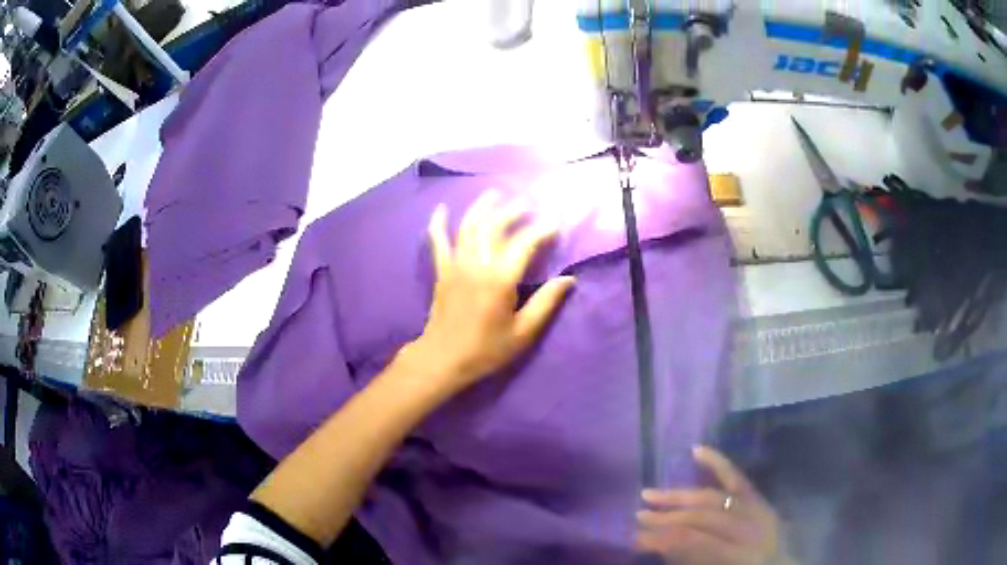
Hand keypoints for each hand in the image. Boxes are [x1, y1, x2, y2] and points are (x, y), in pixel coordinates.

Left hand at [405, 190, 574, 395]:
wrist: (444, 359)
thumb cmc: (487, 350)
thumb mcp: (523, 333)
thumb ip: (546, 303)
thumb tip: (568, 279)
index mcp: (500, 280)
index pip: (524, 244)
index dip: (541, 230)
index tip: (554, 225)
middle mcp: (477, 265)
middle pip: (495, 227)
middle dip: (513, 211)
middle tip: (528, 204)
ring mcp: (456, 265)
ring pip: (469, 227)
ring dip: (482, 207)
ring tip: (495, 193)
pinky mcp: (441, 271)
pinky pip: (438, 242)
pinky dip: (439, 224)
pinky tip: (441, 208)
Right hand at [636, 446, 784, 564]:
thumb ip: (691, 558)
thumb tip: (661, 543)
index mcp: (739, 555)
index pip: (695, 541)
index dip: (662, 539)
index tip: (634, 538)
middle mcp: (750, 529)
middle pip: (703, 516)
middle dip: (667, 517)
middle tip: (638, 516)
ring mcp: (758, 510)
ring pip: (714, 497)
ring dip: (680, 496)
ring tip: (650, 495)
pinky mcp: (761, 500)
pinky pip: (739, 479)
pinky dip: (718, 463)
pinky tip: (697, 450)